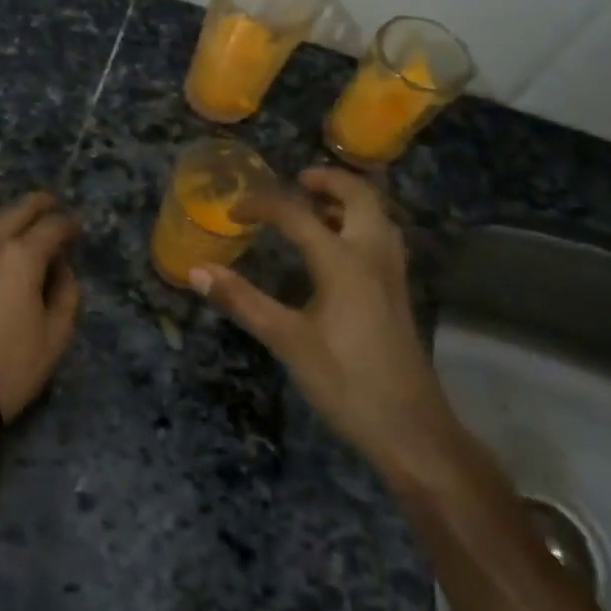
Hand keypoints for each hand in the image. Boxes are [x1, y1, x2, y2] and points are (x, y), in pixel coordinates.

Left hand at [0, 193, 81, 432]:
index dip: (69, 225)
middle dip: (41, 205)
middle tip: (55, 209)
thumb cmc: (11, 368)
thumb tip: (60, 268)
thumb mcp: (56, 336)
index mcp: (21, 256)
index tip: (77, 231)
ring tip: (24, 224)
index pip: (52, 225)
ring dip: (10, 215)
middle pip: (17, 209)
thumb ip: (67, 292)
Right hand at [190, 169, 460, 473]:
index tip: (234, 211)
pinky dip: (359, 223)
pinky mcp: (397, 292)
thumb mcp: (287, 341)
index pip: (297, 215)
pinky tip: (337, 248)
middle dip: (327, 180)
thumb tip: (197, 271)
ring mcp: (392, 274)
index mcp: (343, 261)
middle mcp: (373, 255)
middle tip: (296, 181)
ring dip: (347, 200)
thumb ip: (243, 301)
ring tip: (315, 206)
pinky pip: (381, 237)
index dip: (262, 206)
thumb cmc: (346, 382)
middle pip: (359, 196)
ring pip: (376, 215)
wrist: (412, 430)